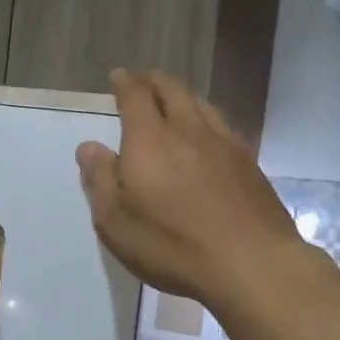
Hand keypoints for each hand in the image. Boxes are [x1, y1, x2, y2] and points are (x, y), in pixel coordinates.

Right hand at [76, 70, 305, 309]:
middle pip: (173, 91)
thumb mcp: (116, 221)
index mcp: (150, 139)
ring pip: (202, 104)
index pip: (136, 97)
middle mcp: (188, 130)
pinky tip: (207, 134)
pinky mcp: (249, 164)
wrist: (250, 263)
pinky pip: (222, 126)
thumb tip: (89, 147)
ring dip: (183, 96)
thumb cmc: (172, 244)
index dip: (126, 83)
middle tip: (143, 81)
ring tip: (173, 100)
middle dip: (154, 81)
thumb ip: (101, 179)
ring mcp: (225, 144)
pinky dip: (207, 118)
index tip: (119, 76)